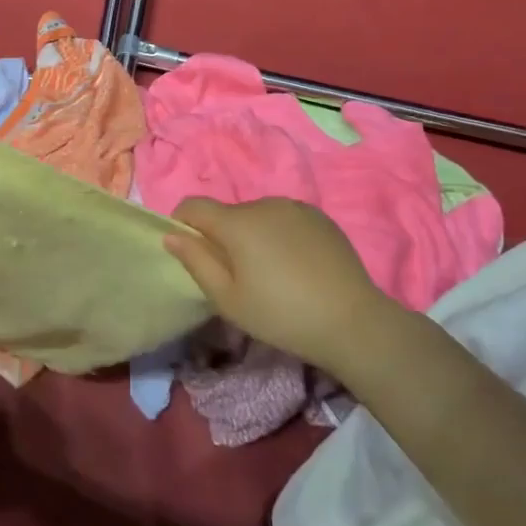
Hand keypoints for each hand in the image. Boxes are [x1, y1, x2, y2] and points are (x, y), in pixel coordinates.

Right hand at [163, 197, 410, 380]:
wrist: (353, 322)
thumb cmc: (281, 315)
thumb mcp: (228, 299)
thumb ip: (196, 262)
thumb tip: (171, 236)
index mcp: (237, 222)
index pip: (193, 205)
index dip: (182, 223)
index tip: (191, 253)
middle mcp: (264, 204)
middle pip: (227, 213)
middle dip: (221, 236)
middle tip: (236, 276)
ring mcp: (296, 207)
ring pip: (257, 216)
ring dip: (251, 235)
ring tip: (270, 273)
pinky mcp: (320, 217)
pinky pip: (284, 219)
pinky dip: (278, 235)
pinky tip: (295, 266)